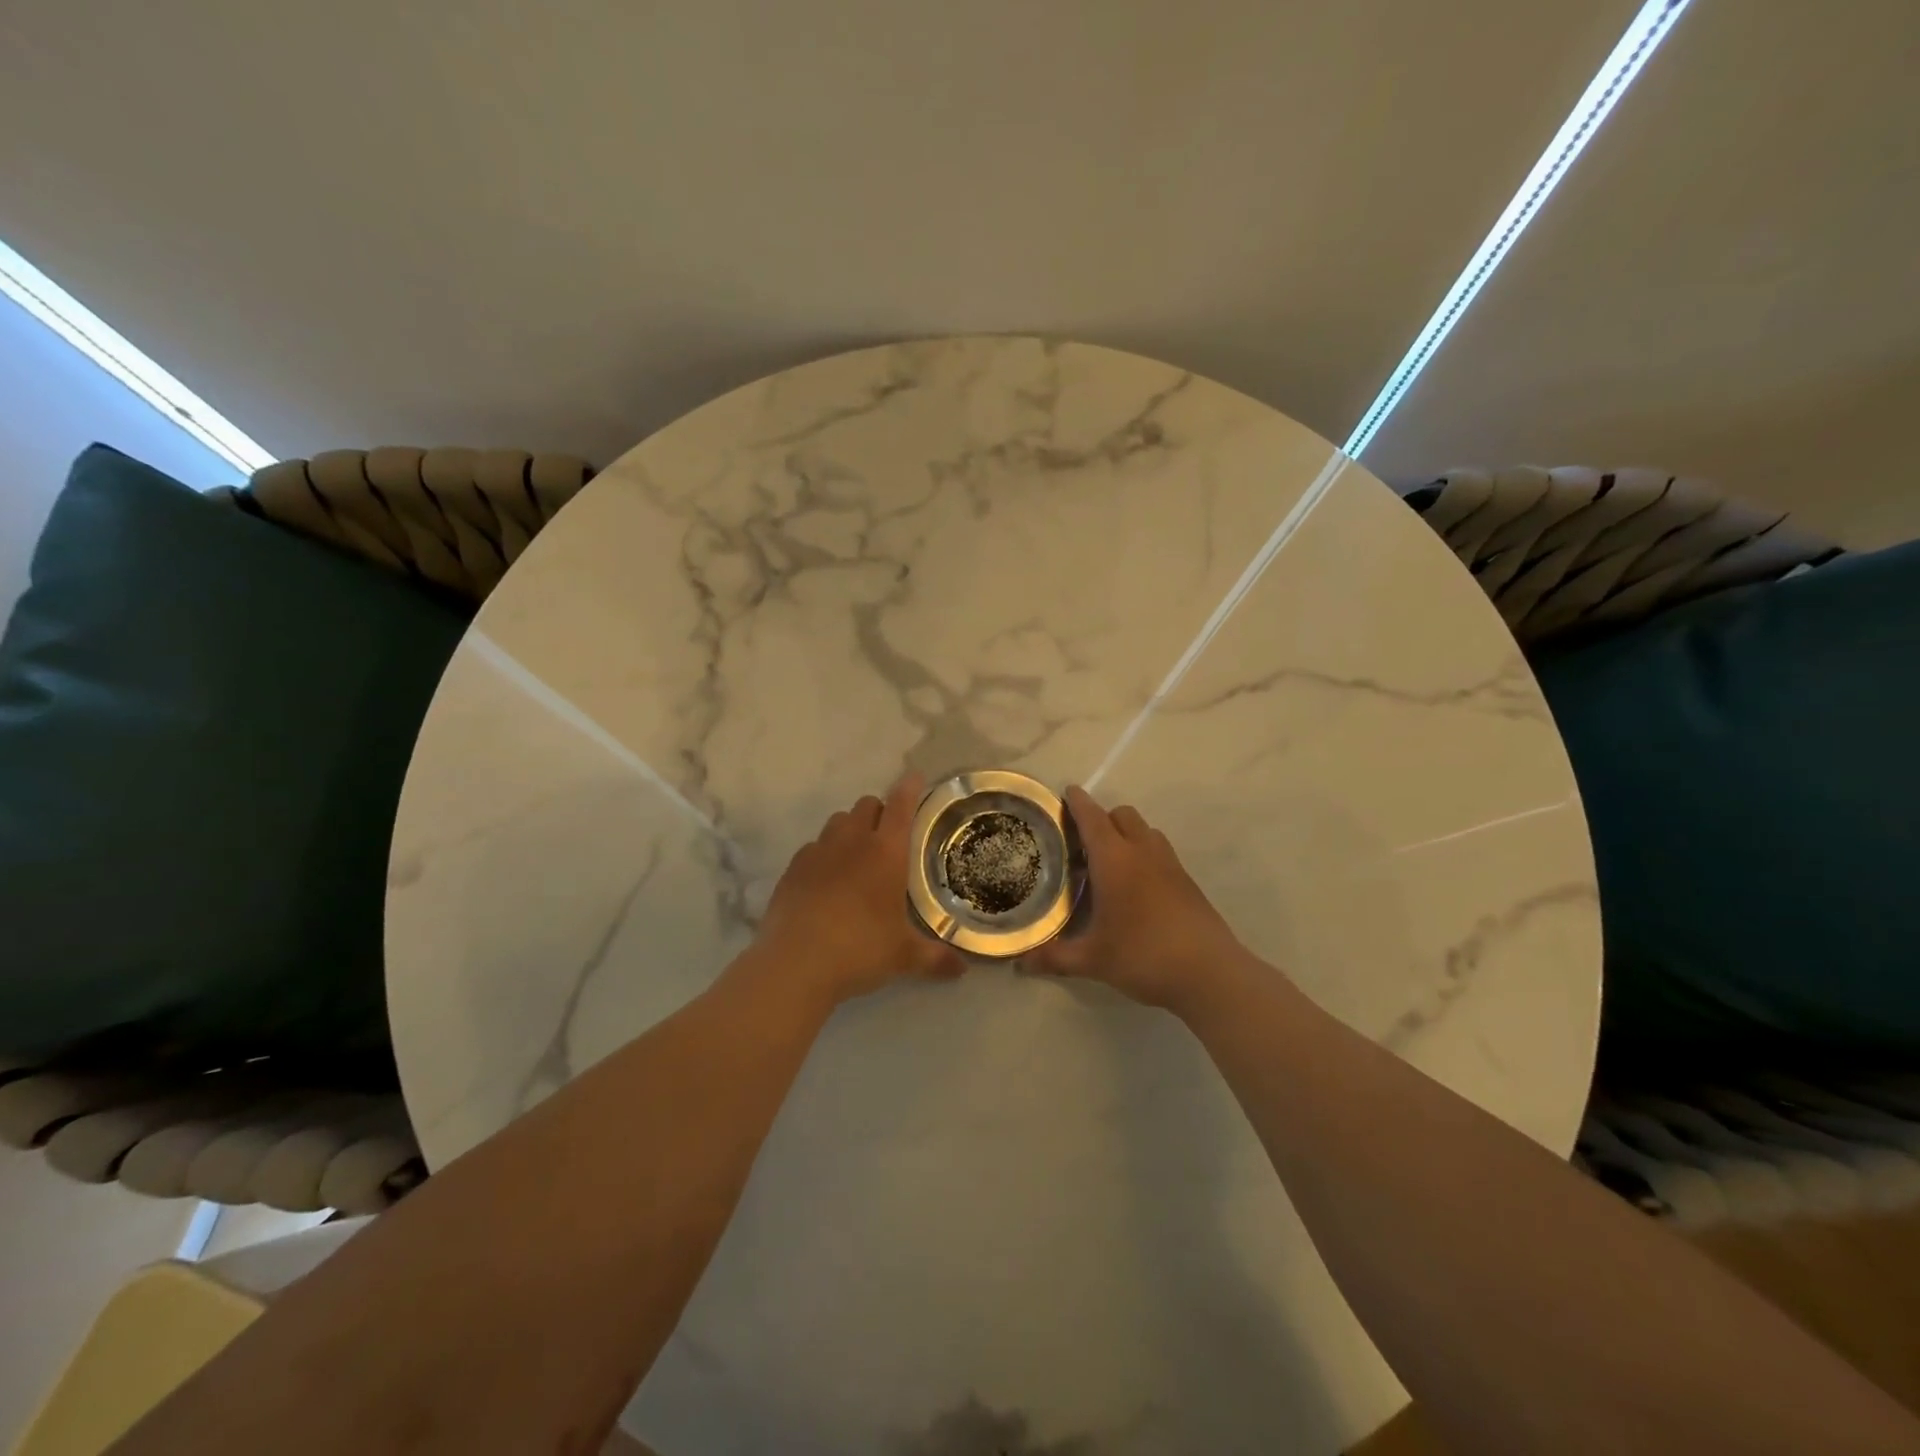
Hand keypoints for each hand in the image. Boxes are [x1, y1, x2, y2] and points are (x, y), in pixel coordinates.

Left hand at [752, 773, 965, 1005]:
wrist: (795, 964)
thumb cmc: (860, 950)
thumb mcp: (903, 957)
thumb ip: (934, 958)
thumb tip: (962, 970)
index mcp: (886, 853)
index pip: (901, 806)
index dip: (909, 788)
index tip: (914, 777)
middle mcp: (851, 842)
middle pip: (866, 805)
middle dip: (879, 811)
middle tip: (888, 834)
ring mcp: (817, 852)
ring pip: (836, 822)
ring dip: (850, 829)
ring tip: (856, 856)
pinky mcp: (792, 869)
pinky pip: (812, 848)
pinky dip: (824, 854)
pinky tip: (826, 880)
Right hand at [1029, 786, 1253, 1015]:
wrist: (1210, 973)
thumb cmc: (1143, 956)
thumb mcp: (1093, 960)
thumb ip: (1054, 957)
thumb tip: (1021, 963)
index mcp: (1115, 860)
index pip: (1092, 818)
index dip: (1078, 803)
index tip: (1067, 792)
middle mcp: (1143, 852)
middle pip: (1122, 815)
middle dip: (1102, 818)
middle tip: (1082, 842)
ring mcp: (1170, 865)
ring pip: (1146, 831)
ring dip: (1126, 834)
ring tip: (1109, 864)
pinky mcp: (1187, 882)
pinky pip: (1160, 853)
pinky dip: (1144, 855)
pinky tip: (1136, 889)